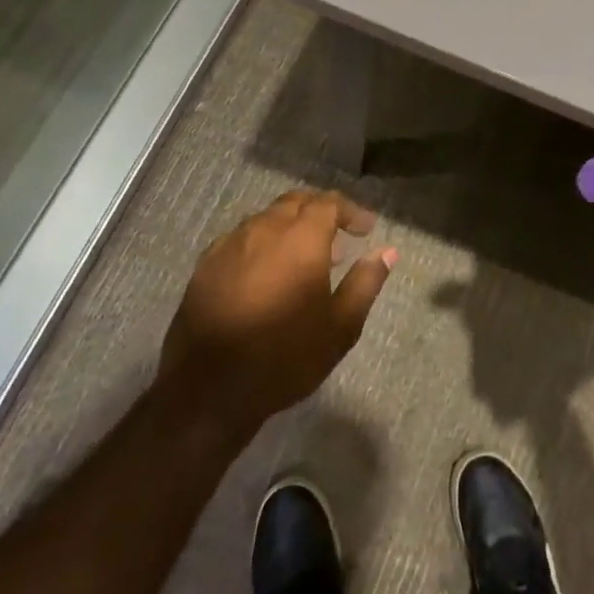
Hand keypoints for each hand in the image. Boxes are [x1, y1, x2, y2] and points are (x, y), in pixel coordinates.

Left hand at [159, 190, 395, 435]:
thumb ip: (365, 282)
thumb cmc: (285, 358)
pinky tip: (266, 271)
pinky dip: (262, 242)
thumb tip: (387, 252)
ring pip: (266, 217)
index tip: (366, 230)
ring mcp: (230, 245)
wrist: (208, 391)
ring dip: (290, 225)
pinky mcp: (205, 265)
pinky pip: (241, 237)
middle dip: (320, 210)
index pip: (329, 203)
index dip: (351, 211)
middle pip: (296, 202)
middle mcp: (264, 230)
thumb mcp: (340, 327)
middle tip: (338, 235)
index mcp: (301, 239)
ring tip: (304, 256)